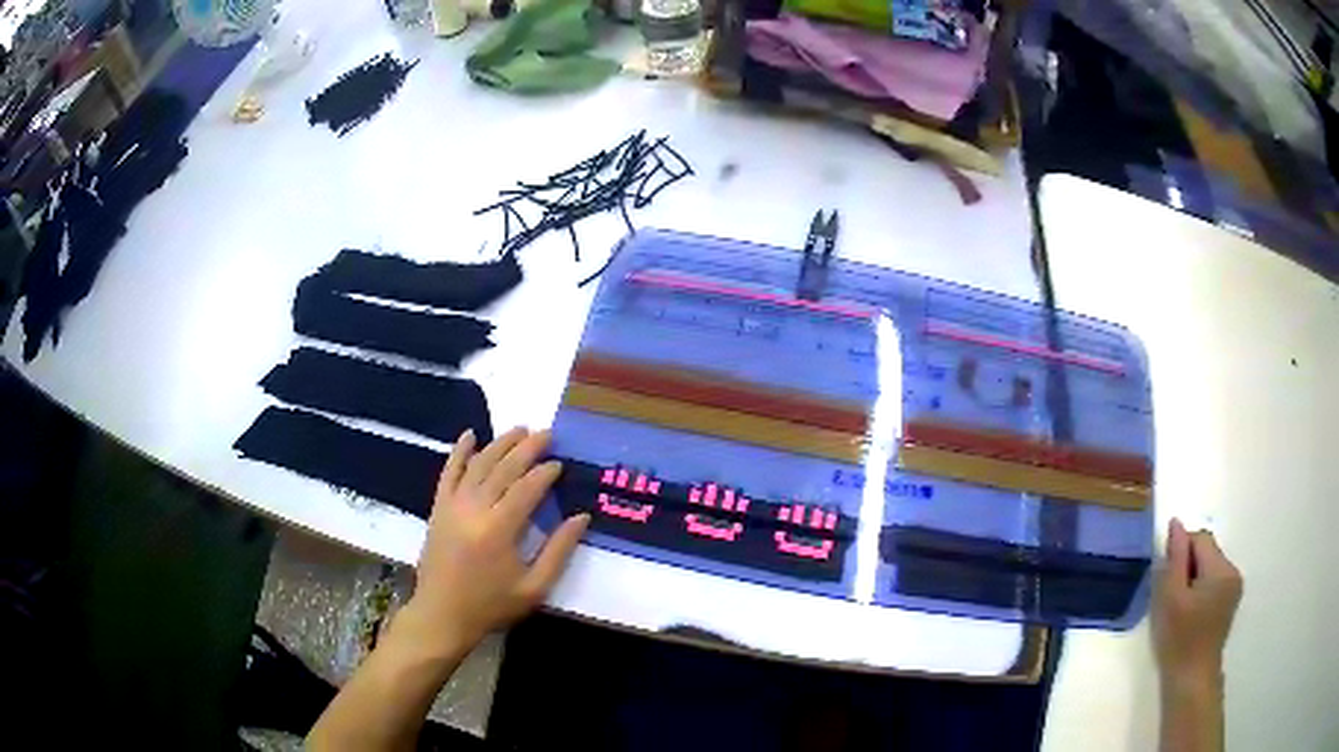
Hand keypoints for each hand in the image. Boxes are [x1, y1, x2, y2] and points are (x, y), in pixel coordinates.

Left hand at [396, 427, 589, 655]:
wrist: (442, 615)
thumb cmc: (491, 605)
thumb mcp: (534, 587)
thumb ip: (559, 551)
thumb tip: (581, 517)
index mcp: (499, 529)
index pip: (526, 488)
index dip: (545, 473)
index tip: (560, 463)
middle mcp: (474, 509)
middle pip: (503, 469)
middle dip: (526, 448)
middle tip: (546, 434)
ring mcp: (452, 505)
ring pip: (478, 464)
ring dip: (499, 444)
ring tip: (519, 429)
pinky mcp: (438, 508)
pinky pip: (449, 472)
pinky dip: (459, 451)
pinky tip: (469, 435)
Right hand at [1153, 518, 1242, 691]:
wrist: (1191, 680)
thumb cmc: (1179, 641)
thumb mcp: (1171, 599)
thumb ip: (1175, 559)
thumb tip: (1175, 523)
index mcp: (1221, 569)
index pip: (1200, 538)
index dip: (1181, 552)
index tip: (1167, 579)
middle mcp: (1233, 571)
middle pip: (1207, 551)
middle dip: (1188, 566)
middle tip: (1171, 596)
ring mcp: (1234, 586)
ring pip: (1210, 566)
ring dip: (1193, 578)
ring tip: (1180, 607)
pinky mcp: (1231, 600)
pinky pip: (1214, 580)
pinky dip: (1201, 589)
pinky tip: (1191, 613)